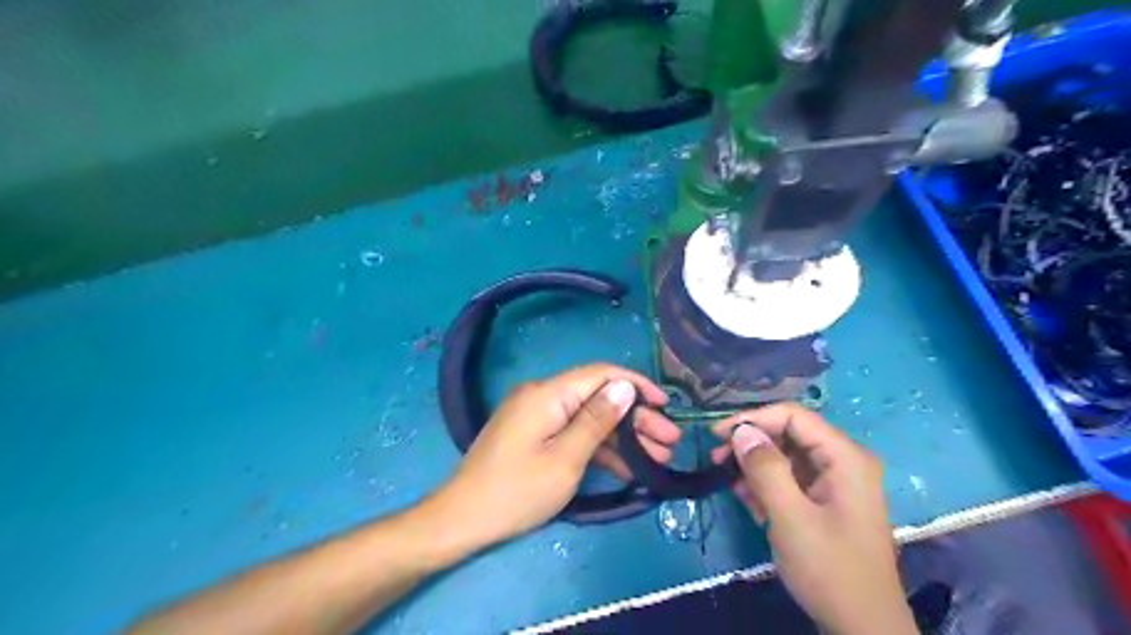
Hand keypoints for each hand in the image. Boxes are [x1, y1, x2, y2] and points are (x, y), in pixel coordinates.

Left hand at [426, 365, 675, 548]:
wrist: (462, 519)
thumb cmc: (517, 491)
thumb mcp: (565, 459)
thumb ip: (597, 420)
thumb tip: (625, 386)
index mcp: (548, 394)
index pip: (601, 374)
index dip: (636, 385)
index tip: (666, 404)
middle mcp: (543, 396)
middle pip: (598, 398)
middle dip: (636, 418)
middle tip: (669, 441)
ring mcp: (538, 417)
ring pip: (589, 418)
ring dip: (623, 437)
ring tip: (658, 458)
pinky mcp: (535, 435)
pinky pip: (573, 433)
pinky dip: (599, 448)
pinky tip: (628, 468)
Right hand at [715, 408, 916, 634]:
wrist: (862, 628)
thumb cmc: (830, 569)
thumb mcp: (791, 517)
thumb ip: (765, 469)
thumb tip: (741, 431)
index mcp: (844, 457)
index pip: (793, 416)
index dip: (752, 419)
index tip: (717, 435)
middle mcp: (841, 461)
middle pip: (788, 433)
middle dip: (751, 443)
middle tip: (716, 458)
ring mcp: (834, 482)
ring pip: (785, 456)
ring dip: (754, 465)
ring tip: (727, 480)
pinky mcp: (823, 501)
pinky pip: (789, 479)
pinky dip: (765, 484)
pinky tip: (747, 499)